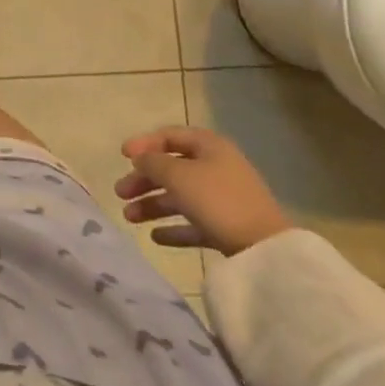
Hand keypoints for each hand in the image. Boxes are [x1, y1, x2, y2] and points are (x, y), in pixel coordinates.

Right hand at [114, 126, 292, 256]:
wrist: (264, 250)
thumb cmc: (217, 200)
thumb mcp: (178, 175)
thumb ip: (152, 162)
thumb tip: (140, 158)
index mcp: (209, 146)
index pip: (170, 136)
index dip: (144, 143)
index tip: (122, 156)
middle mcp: (216, 168)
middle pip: (172, 168)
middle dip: (143, 180)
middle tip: (120, 192)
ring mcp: (223, 199)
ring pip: (180, 197)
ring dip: (152, 204)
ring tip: (129, 217)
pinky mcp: (227, 228)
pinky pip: (194, 223)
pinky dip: (174, 227)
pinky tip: (155, 237)